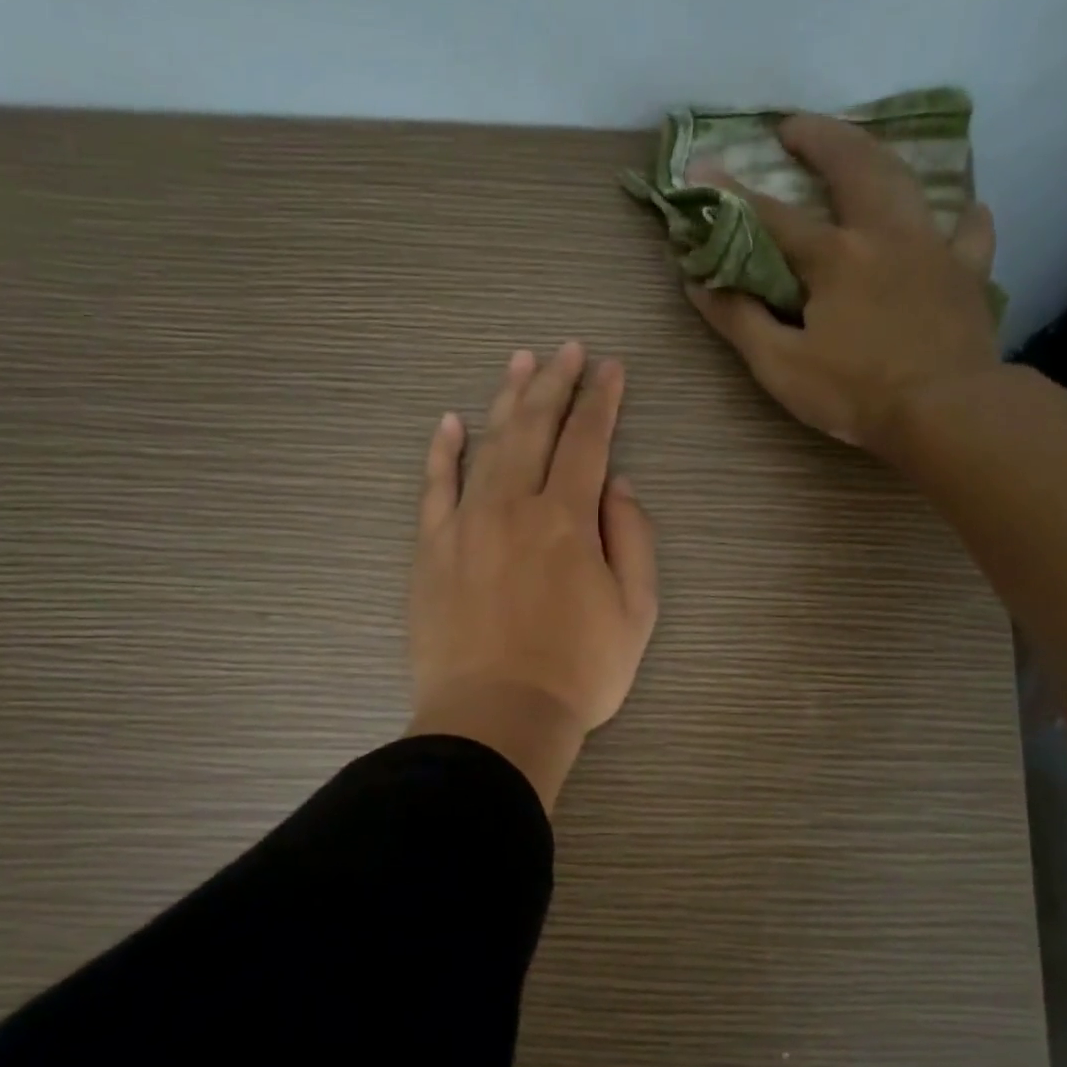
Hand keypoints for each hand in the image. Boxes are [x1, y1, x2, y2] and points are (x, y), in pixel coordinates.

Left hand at [407, 342, 659, 811]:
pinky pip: (434, 487)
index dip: (602, 400)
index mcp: (568, 518)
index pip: (589, 440)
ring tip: (520, 364)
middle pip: (536, 428)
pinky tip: (449, 423)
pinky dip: (442, 451)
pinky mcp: (431, 549)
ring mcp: (466, 523)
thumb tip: (616, 485)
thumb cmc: (578, 672)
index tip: (610, 369)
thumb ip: (632, 538)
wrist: (496, 717)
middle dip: (556, 383)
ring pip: (487, 444)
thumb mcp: (636, 612)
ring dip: (506, 401)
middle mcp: (514, 505)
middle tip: (567, 349)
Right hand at [684, 113, 1000, 461]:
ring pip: (907, 184)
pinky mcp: (967, 274)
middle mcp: (884, 235)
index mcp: (834, 257)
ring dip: (878, 158)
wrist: (945, 411)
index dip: (730, 193)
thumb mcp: (781, 366)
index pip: (771, 217)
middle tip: (794, 126)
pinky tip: (960, 213)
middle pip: (852, 167)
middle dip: (819, 139)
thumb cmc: (855, 393)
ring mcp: (932, 248)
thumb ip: (739, 320)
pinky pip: (969, 233)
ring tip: (860, 152)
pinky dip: (961, 219)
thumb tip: (699, 282)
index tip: (699, 165)